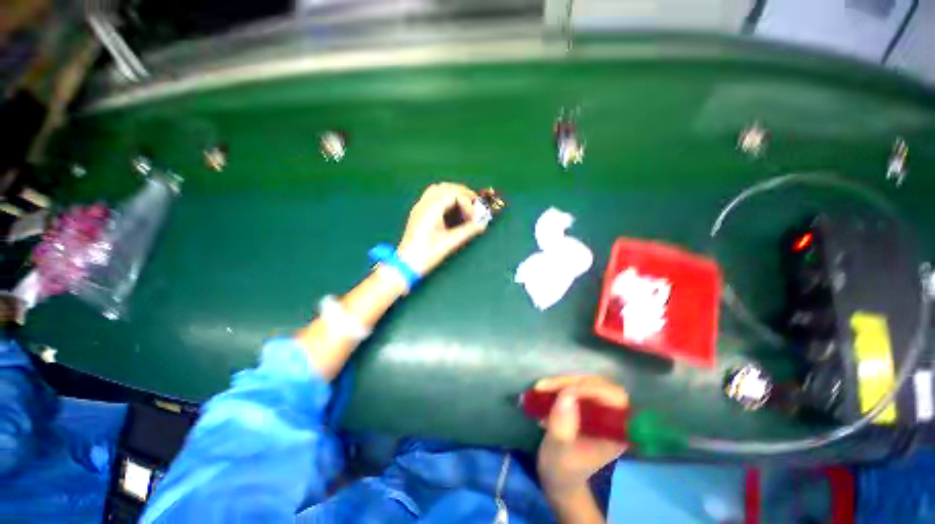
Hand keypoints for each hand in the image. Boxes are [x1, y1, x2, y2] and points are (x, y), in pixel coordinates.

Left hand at [397, 183, 486, 274]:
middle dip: (463, 193)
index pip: (453, 194)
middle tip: (475, 205)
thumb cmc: (427, 255)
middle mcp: (423, 204)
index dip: (467, 203)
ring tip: (465, 206)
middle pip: (446, 187)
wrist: (406, 264)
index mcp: (430, 210)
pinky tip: (452, 211)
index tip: (473, 217)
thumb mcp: (449, 243)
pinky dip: (445, 198)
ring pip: (438, 190)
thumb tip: (482, 224)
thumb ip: (467, 231)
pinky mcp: (419, 213)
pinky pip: (432, 197)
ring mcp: (419, 207)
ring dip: (454, 194)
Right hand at [536, 376, 628, 498]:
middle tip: (545, 386)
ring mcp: (598, 410)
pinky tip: (541, 392)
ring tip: (539, 388)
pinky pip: (575, 386)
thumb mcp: (559, 450)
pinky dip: (558, 386)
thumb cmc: (562, 469)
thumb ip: (563, 426)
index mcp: (616, 433)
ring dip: (561, 382)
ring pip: (585, 383)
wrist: (557, 476)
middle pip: (598, 386)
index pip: (615, 400)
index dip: (593, 390)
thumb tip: (566, 394)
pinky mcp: (585, 405)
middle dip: (571, 383)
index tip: (564, 391)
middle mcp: (611, 418)